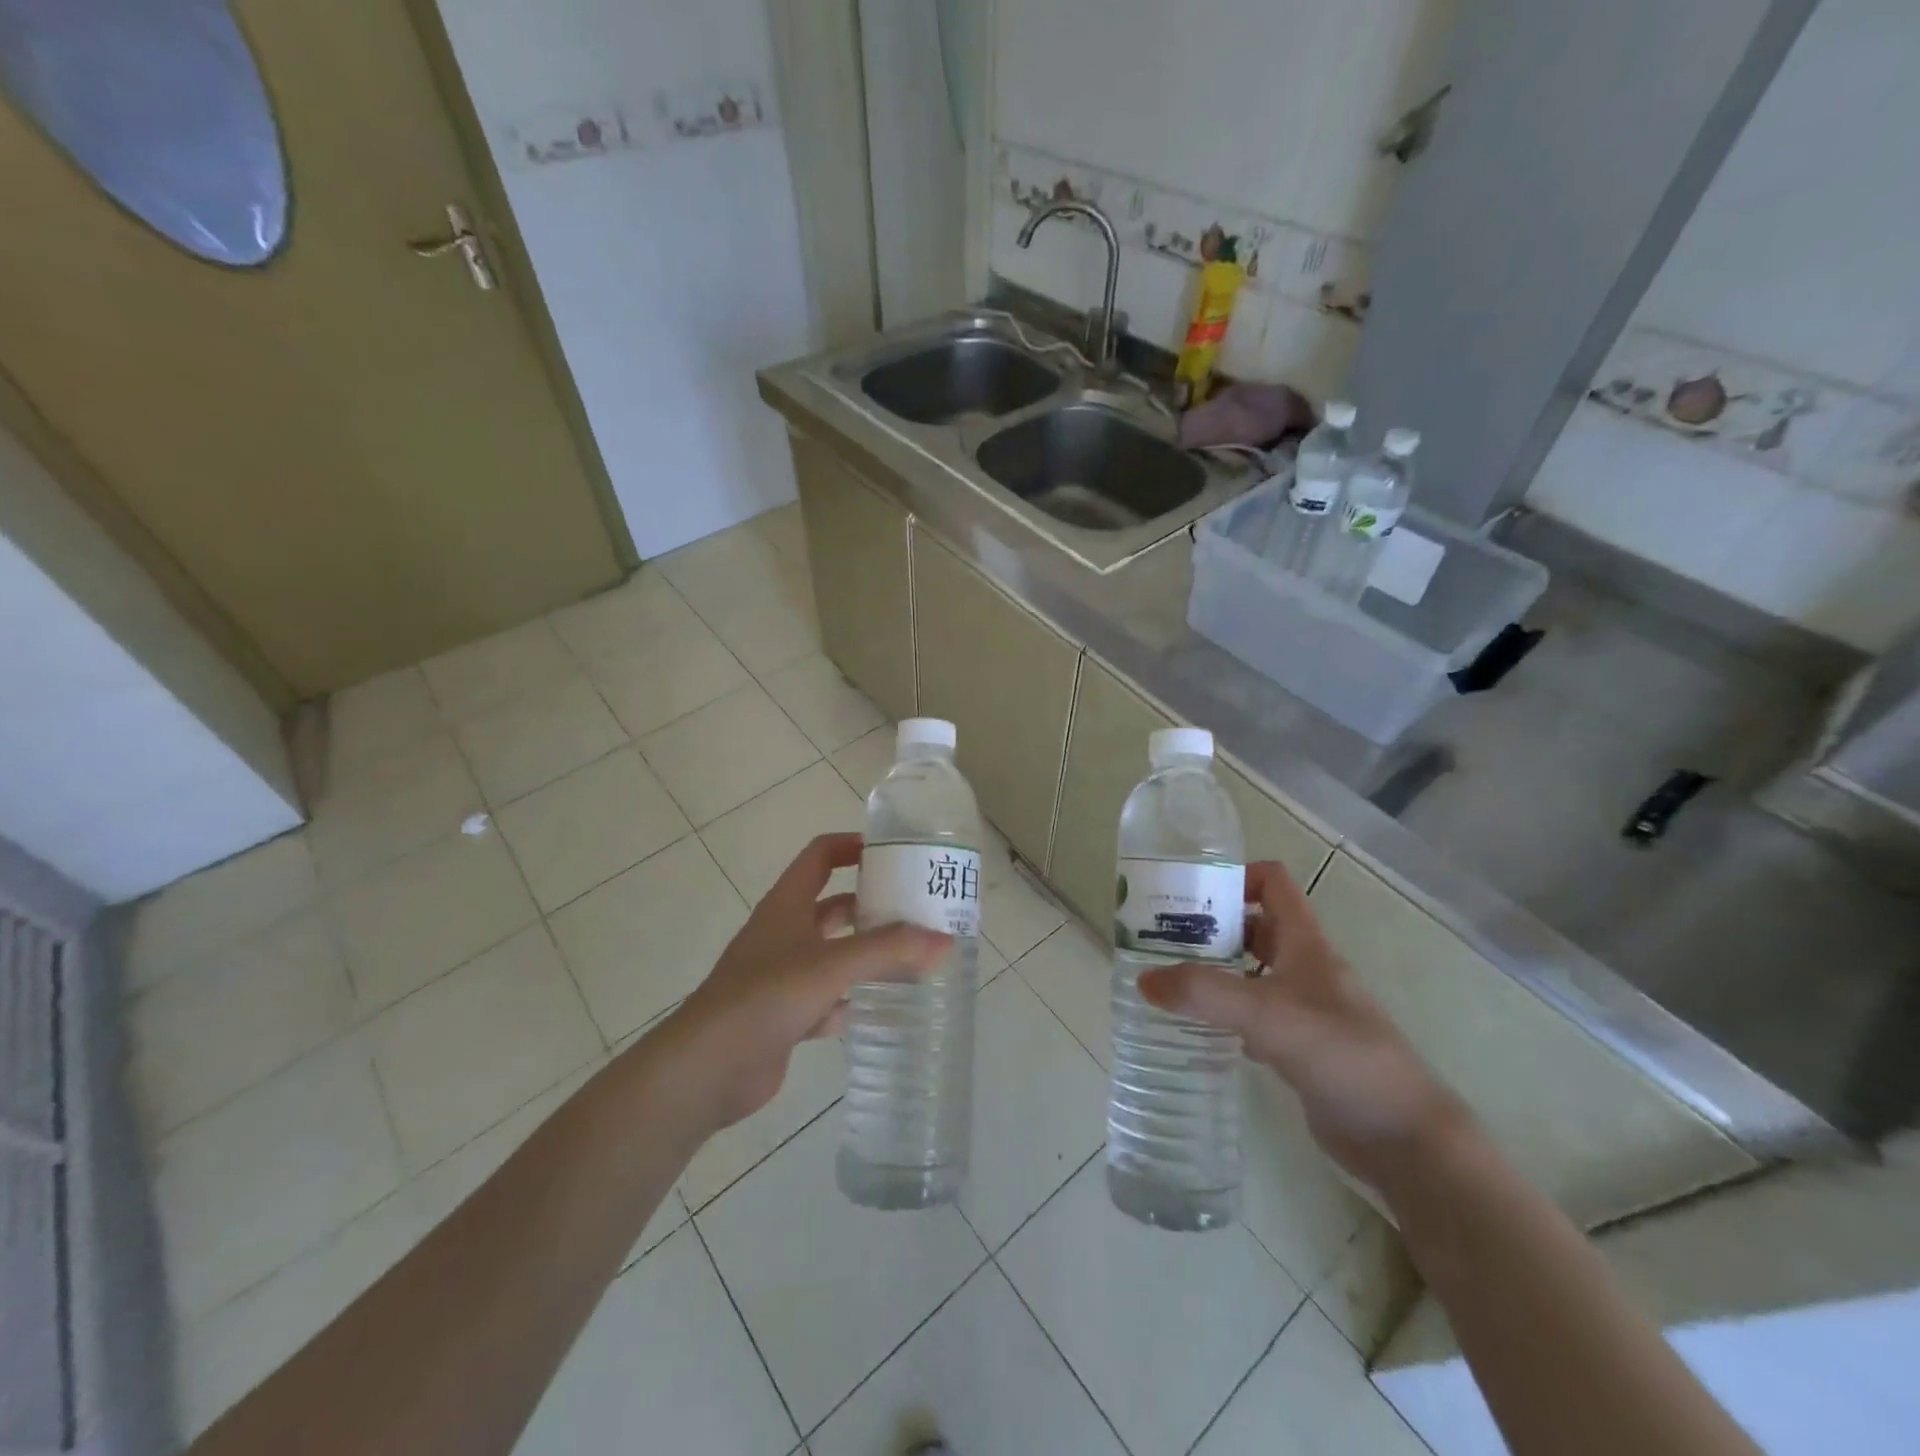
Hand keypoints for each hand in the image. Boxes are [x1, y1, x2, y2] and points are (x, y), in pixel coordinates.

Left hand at [658, 832, 950, 1134]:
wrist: (707, 1068)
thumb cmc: (766, 997)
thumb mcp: (832, 965)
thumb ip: (888, 950)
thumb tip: (945, 940)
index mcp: (787, 905)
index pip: (820, 856)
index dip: (852, 846)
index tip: (894, 853)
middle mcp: (783, 934)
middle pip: (832, 906)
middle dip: (871, 905)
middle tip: (917, 911)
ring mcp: (782, 976)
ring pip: (833, 954)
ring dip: (866, 955)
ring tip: (912, 958)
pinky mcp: (784, 1016)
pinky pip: (827, 1000)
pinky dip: (852, 1001)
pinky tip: (881, 1009)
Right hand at [1138, 861, 1467, 1195]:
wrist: (1403, 1137)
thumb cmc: (1342, 1056)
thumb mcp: (1268, 1015)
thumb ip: (1205, 994)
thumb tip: (1144, 980)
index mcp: (1305, 943)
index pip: (1272, 883)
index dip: (1233, 876)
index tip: (1188, 892)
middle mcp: (1305, 967)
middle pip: (1253, 926)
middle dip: (1210, 926)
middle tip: (1160, 937)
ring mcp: (1304, 1008)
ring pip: (1251, 972)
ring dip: (1214, 970)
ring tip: (1168, 978)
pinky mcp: (1299, 1046)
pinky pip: (1254, 1015)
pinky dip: (1225, 1014)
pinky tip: (1197, 1028)